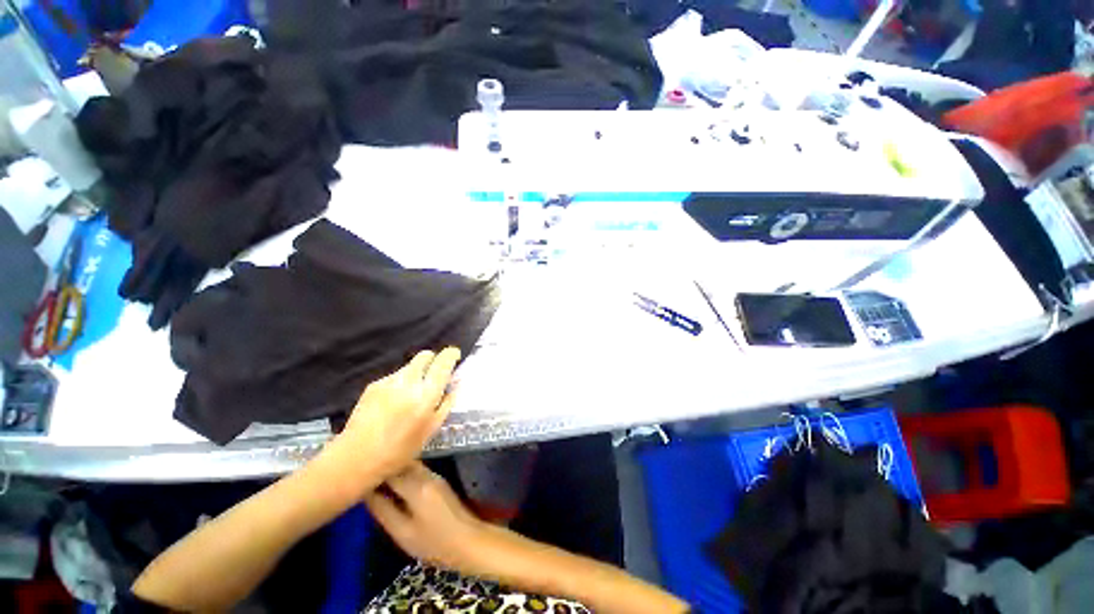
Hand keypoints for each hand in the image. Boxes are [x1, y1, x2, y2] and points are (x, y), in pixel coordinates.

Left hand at [324, 348, 460, 488]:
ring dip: (417, 372)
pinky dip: (401, 382)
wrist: (356, 458)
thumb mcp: (432, 429)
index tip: (455, 357)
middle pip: (425, 355)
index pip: (443, 360)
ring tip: (413, 393)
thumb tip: (456, 384)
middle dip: (434, 360)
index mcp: (427, 392)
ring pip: (409, 366)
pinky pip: (395, 376)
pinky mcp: (374, 385)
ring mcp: (389, 381)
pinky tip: (394, 402)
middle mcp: (409, 380)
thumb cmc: (401, 449)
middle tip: (435, 375)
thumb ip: (447, 402)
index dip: (452, 354)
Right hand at [364, 462, 490, 573]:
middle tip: (364, 475)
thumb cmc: (434, 543)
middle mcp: (426, 475)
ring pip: (409, 465)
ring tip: (374, 479)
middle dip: (383, 467)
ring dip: (393, 469)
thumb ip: (384, 511)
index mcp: (417, 486)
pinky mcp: (438, 481)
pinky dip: (403, 473)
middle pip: (401, 463)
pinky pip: (417, 471)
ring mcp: (434, 476)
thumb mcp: (403, 532)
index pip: (391, 470)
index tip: (357, 474)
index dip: (373, 471)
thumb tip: (366, 494)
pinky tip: (393, 484)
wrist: (467, 540)